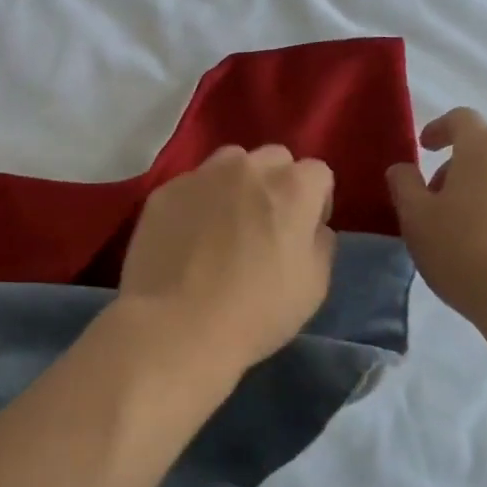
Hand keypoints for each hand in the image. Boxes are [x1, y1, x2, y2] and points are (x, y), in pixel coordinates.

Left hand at [118, 145, 336, 371]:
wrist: (176, 326)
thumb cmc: (256, 312)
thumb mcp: (314, 286)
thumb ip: (320, 243)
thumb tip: (311, 227)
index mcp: (293, 188)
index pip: (318, 173)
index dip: (316, 202)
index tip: (304, 231)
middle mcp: (248, 168)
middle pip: (274, 159)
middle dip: (277, 183)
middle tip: (265, 223)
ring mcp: (202, 175)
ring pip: (230, 162)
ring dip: (236, 183)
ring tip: (225, 223)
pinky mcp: (165, 190)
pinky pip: (192, 185)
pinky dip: (198, 202)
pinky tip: (188, 237)